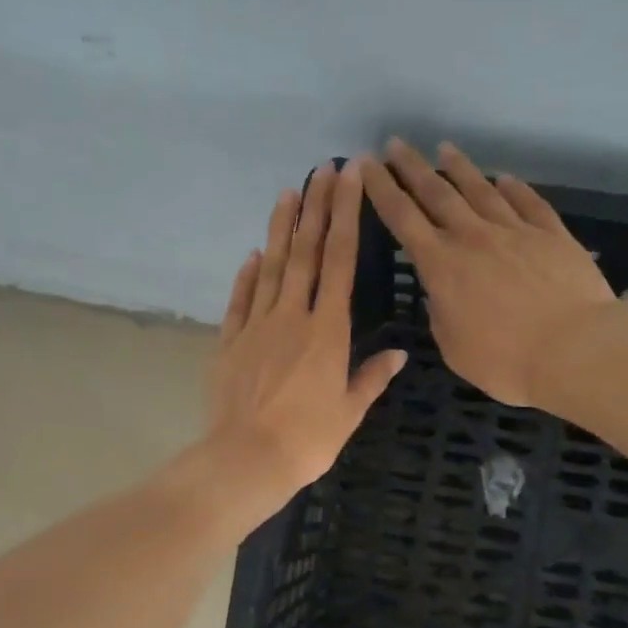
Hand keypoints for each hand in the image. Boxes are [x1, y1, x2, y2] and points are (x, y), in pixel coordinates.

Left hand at [206, 159, 407, 517]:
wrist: (247, 459)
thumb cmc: (308, 440)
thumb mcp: (349, 412)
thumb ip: (371, 378)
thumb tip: (399, 354)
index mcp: (328, 331)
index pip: (340, 261)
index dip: (345, 216)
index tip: (349, 178)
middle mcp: (292, 317)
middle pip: (304, 253)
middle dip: (316, 207)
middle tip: (322, 168)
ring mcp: (256, 327)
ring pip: (269, 268)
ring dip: (280, 229)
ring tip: (288, 193)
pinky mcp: (229, 343)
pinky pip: (239, 301)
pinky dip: (246, 276)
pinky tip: (251, 255)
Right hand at [361, 140, 618, 407]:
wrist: (575, 349)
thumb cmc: (505, 360)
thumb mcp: (454, 348)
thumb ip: (441, 315)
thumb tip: (441, 293)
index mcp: (442, 266)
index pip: (403, 219)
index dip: (382, 190)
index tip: (366, 165)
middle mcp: (473, 237)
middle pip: (437, 193)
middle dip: (412, 167)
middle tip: (395, 144)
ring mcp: (515, 231)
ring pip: (481, 190)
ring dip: (460, 168)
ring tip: (445, 149)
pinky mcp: (552, 234)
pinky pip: (527, 203)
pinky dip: (513, 188)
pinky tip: (504, 178)